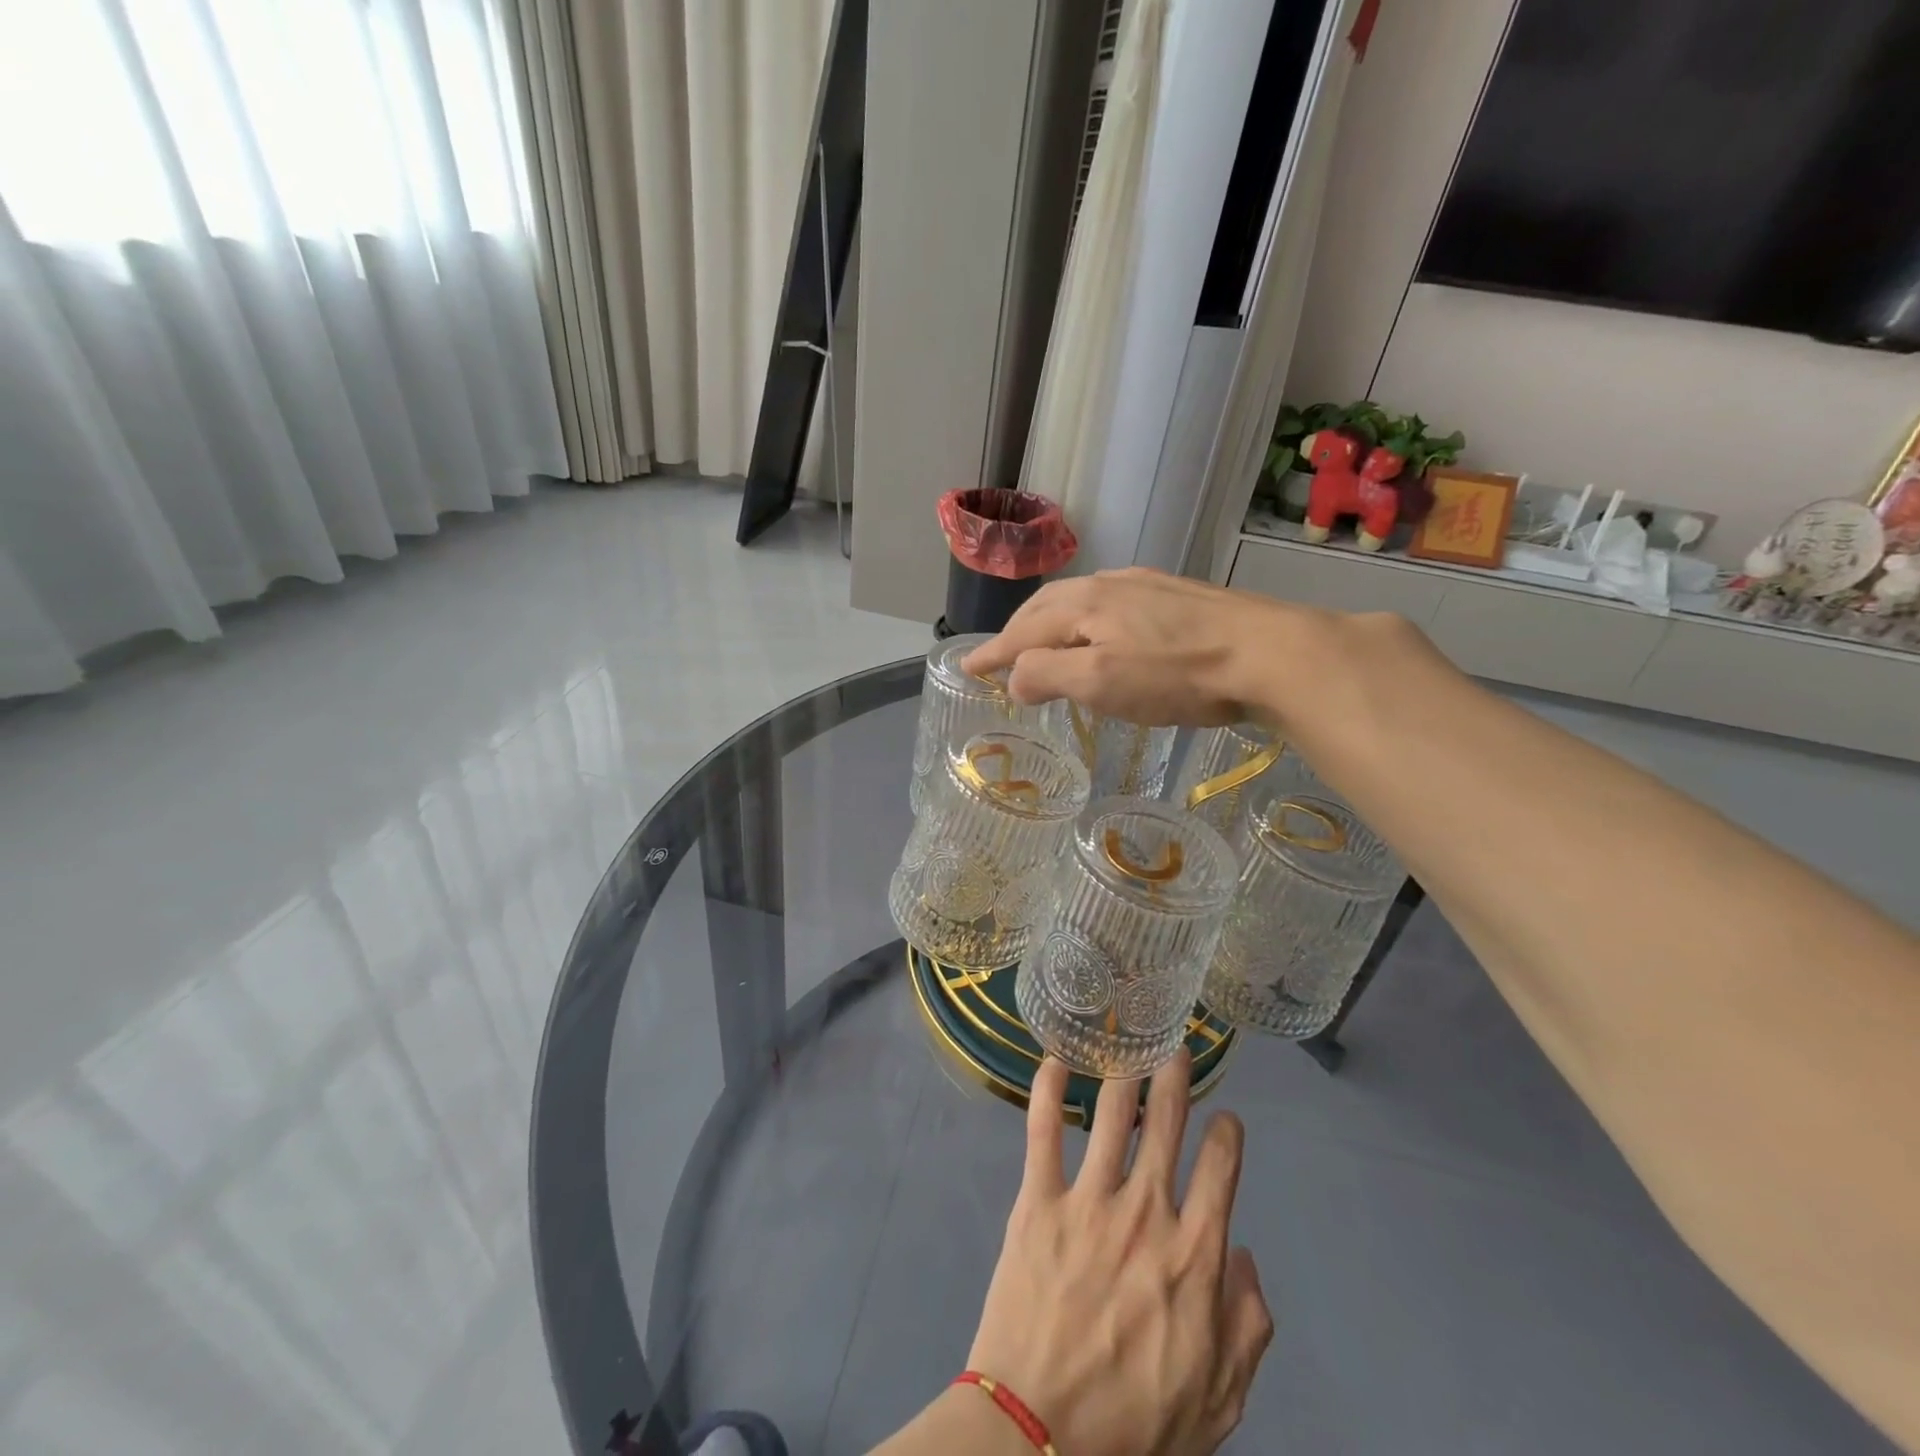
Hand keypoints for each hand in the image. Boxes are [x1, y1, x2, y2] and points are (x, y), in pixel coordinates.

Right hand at [961, 568, 1306, 727]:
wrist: (1272, 653)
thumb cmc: (1178, 673)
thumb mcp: (1101, 682)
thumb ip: (1048, 675)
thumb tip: (1014, 678)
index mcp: (1084, 604)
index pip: (1022, 631)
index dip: (992, 653)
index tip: (966, 669)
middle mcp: (1109, 584)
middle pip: (1046, 606)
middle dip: (1017, 632)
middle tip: (1000, 657)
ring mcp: (1146, 586)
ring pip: (1080, 600)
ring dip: (1051, 623)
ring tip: (1044, 644)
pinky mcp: (1178, 596)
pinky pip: (1112, 602)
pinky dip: (1087, 620)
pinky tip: (1103, 632)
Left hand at [962, 1055, 1274, 1455]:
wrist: (1040, 1437)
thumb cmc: (1134, 1426)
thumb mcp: (1218, 1400)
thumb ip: (1247, 1327)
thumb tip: (1246, 1257)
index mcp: (1194, 1257)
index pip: (1221, 1171)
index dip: (1227, 1135)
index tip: (1226, 1117)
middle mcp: (1146, 1213)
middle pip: (1166, 1125)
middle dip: (1175, 1080)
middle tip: (1176, 1049)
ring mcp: (1088, 1201)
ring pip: (1111, 1116)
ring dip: (1124, 1073)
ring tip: (1128, 1042)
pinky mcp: (1038, 1201)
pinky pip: (1042, 1131)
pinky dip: (1046, 1089)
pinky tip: (1053, 1059)